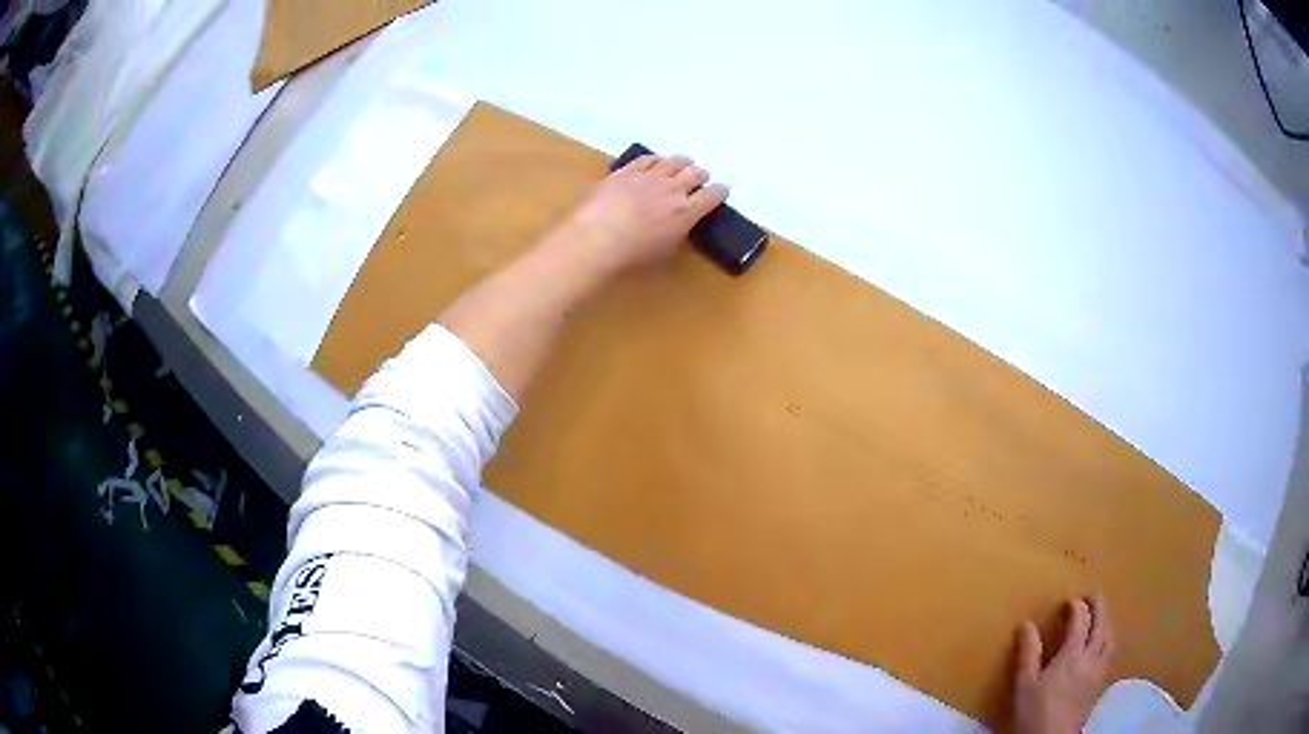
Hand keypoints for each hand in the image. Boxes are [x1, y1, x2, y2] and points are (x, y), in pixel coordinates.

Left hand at [551, 154, 728, 273]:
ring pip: (673, 161)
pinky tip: (655, 161)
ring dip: (681, 163)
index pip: (712, 195)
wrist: (597, 238)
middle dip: (700, 175)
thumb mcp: (665, 251)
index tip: (721, 190)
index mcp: (686, 212)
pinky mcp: (627, 171)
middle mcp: (672, 189)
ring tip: (682, 164)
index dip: (720, 191)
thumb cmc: (632, 255)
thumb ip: (677, 233)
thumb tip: (679, 225)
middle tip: (700, 177)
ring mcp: (648, 176)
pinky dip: (656, 160)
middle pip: (694, 173)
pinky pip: (647, 159)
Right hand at [1014, 594, 1115, 733]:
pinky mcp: (1100, 682)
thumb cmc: (1036, 711)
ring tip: (1100, 615)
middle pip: (1102, 623)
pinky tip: (1102, 645)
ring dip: (1107, 621)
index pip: (1080, 620)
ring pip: (1110, 637)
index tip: (1069, 601)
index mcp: (1072, 654)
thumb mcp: (1025, 684)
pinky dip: (1108, 639)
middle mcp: (1091, 657)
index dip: (1077, 607)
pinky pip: (1110, 652)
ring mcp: (1099, 669)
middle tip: (1092, 595)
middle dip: (1099, 606)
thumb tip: (1026, 624)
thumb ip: (1028, 653)